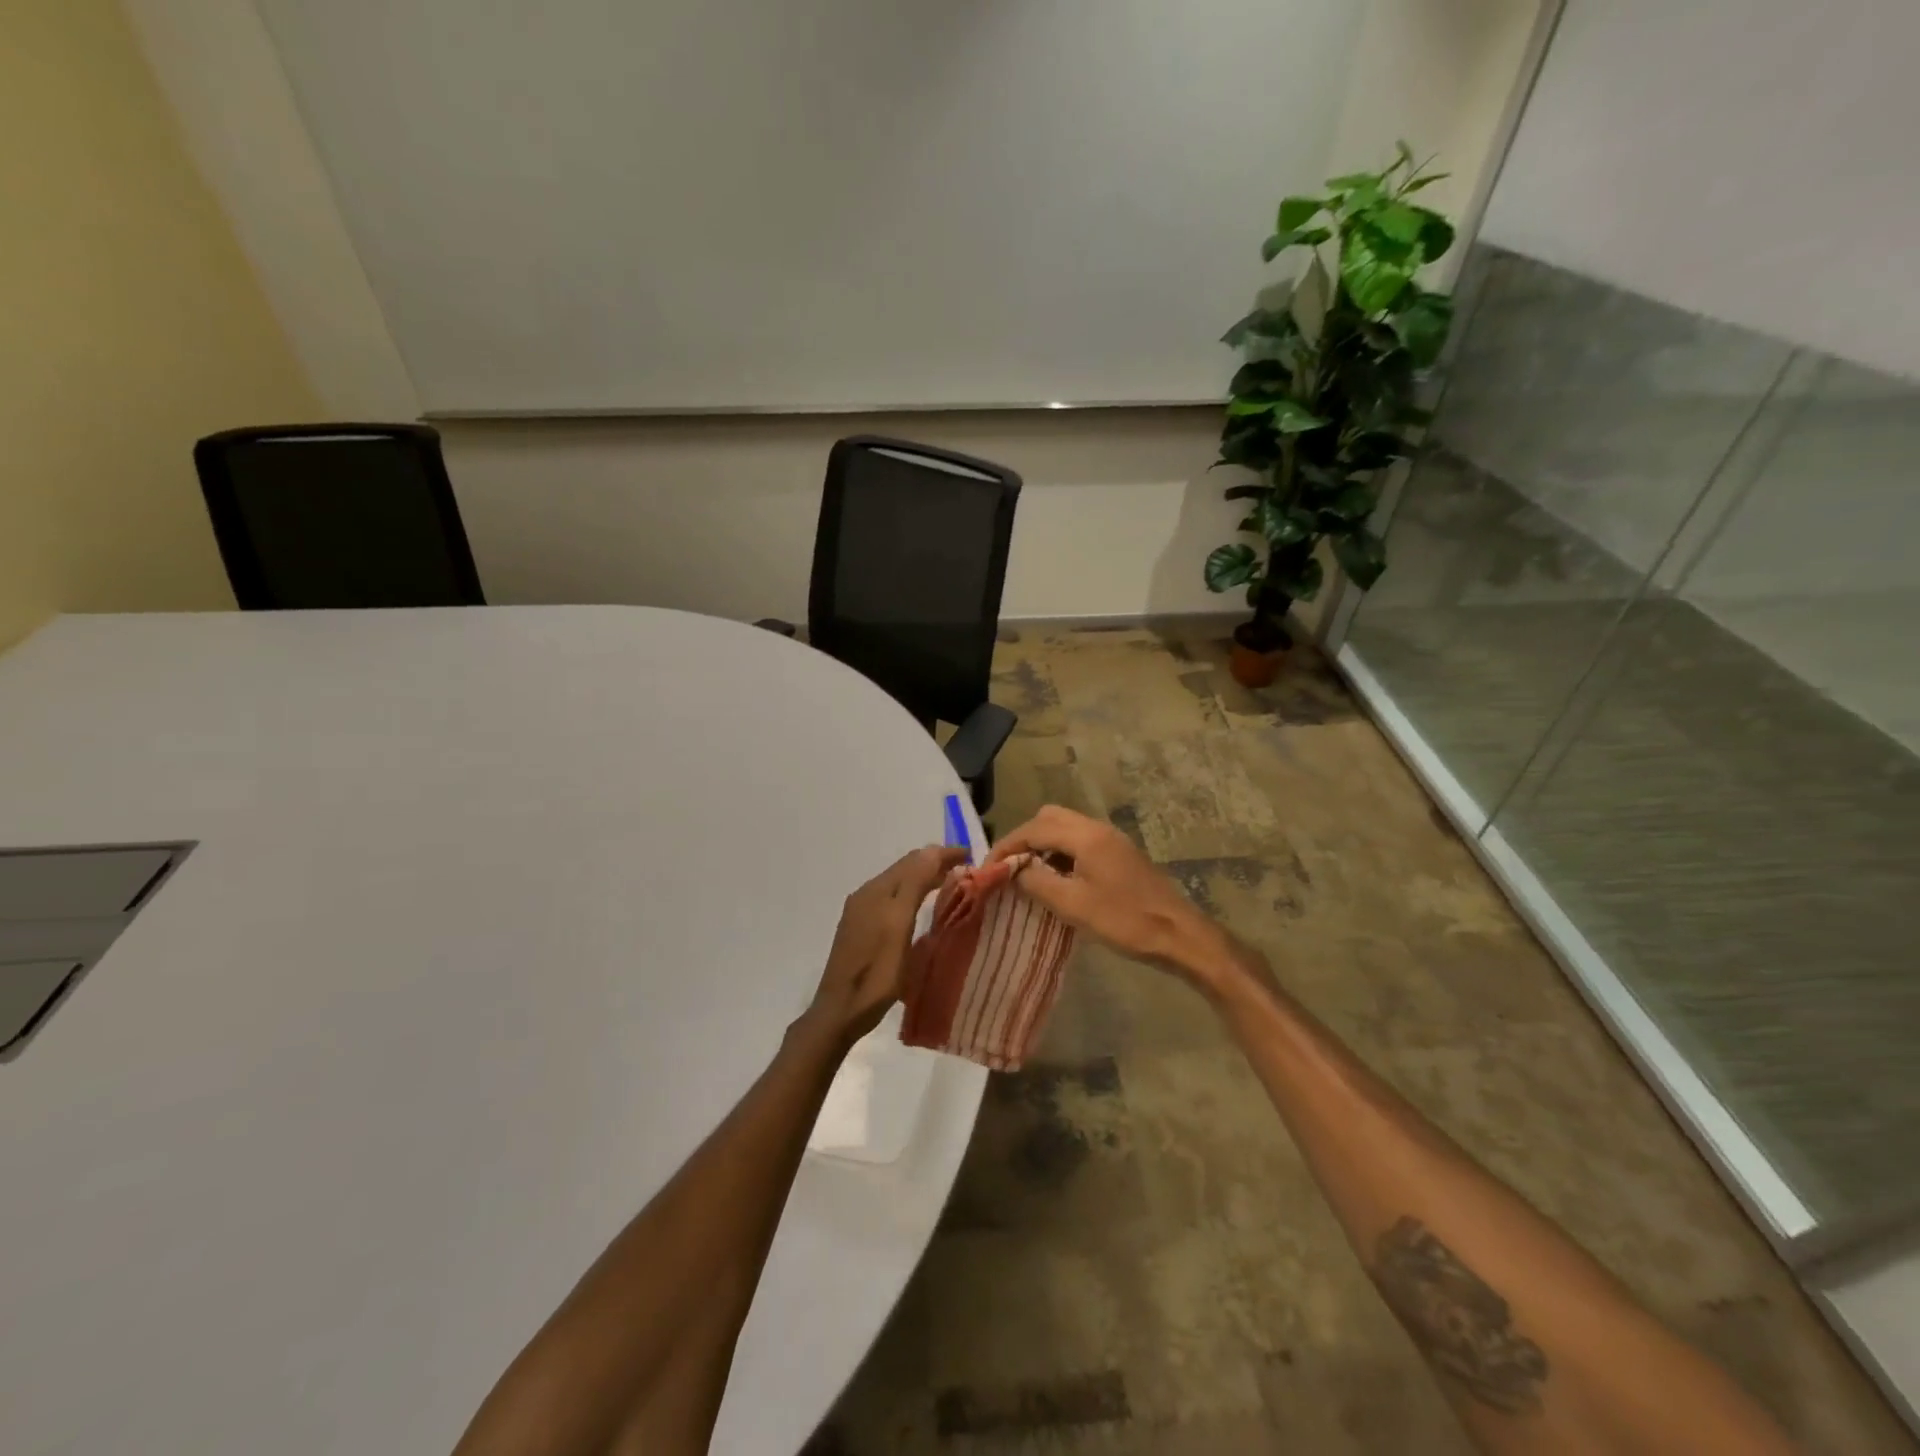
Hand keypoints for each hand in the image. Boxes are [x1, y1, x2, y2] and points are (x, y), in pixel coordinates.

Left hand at [803, 845, 967, 1045]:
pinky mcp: (861, 928)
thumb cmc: (876, 971)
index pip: (915, 859)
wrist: (841, 1010)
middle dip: (935, 863)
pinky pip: (892, 899)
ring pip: (899, 883)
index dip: (943, 853)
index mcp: (877, 890)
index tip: (972, 855)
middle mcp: (867, 893)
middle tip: (965, 869)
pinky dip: (912, 894)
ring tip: (950, 883)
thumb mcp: (899, 925)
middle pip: (905, 868)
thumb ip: (914, 885)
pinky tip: (922, 907)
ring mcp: (861, 911)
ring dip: (924, 878)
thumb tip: (932, 850)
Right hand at [987, 806, 1238, 985]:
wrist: (1179, 935)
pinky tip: (1056, 880)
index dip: (1006, 846)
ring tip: (1027, 875)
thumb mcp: (1072, 905)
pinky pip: (1079, 841)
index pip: (1033, 828)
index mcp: (1085, 835)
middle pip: (1049, 818)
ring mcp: (1111, 839)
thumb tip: (1012, 869)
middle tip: (1008, 868)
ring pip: (1065, 828)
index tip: (987, 868)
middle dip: (1024, 839)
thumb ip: (1036, 882)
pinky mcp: (1119, 854)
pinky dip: (1060, 853)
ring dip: (1042, 845)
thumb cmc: (1124, 921)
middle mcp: (1097, 828)